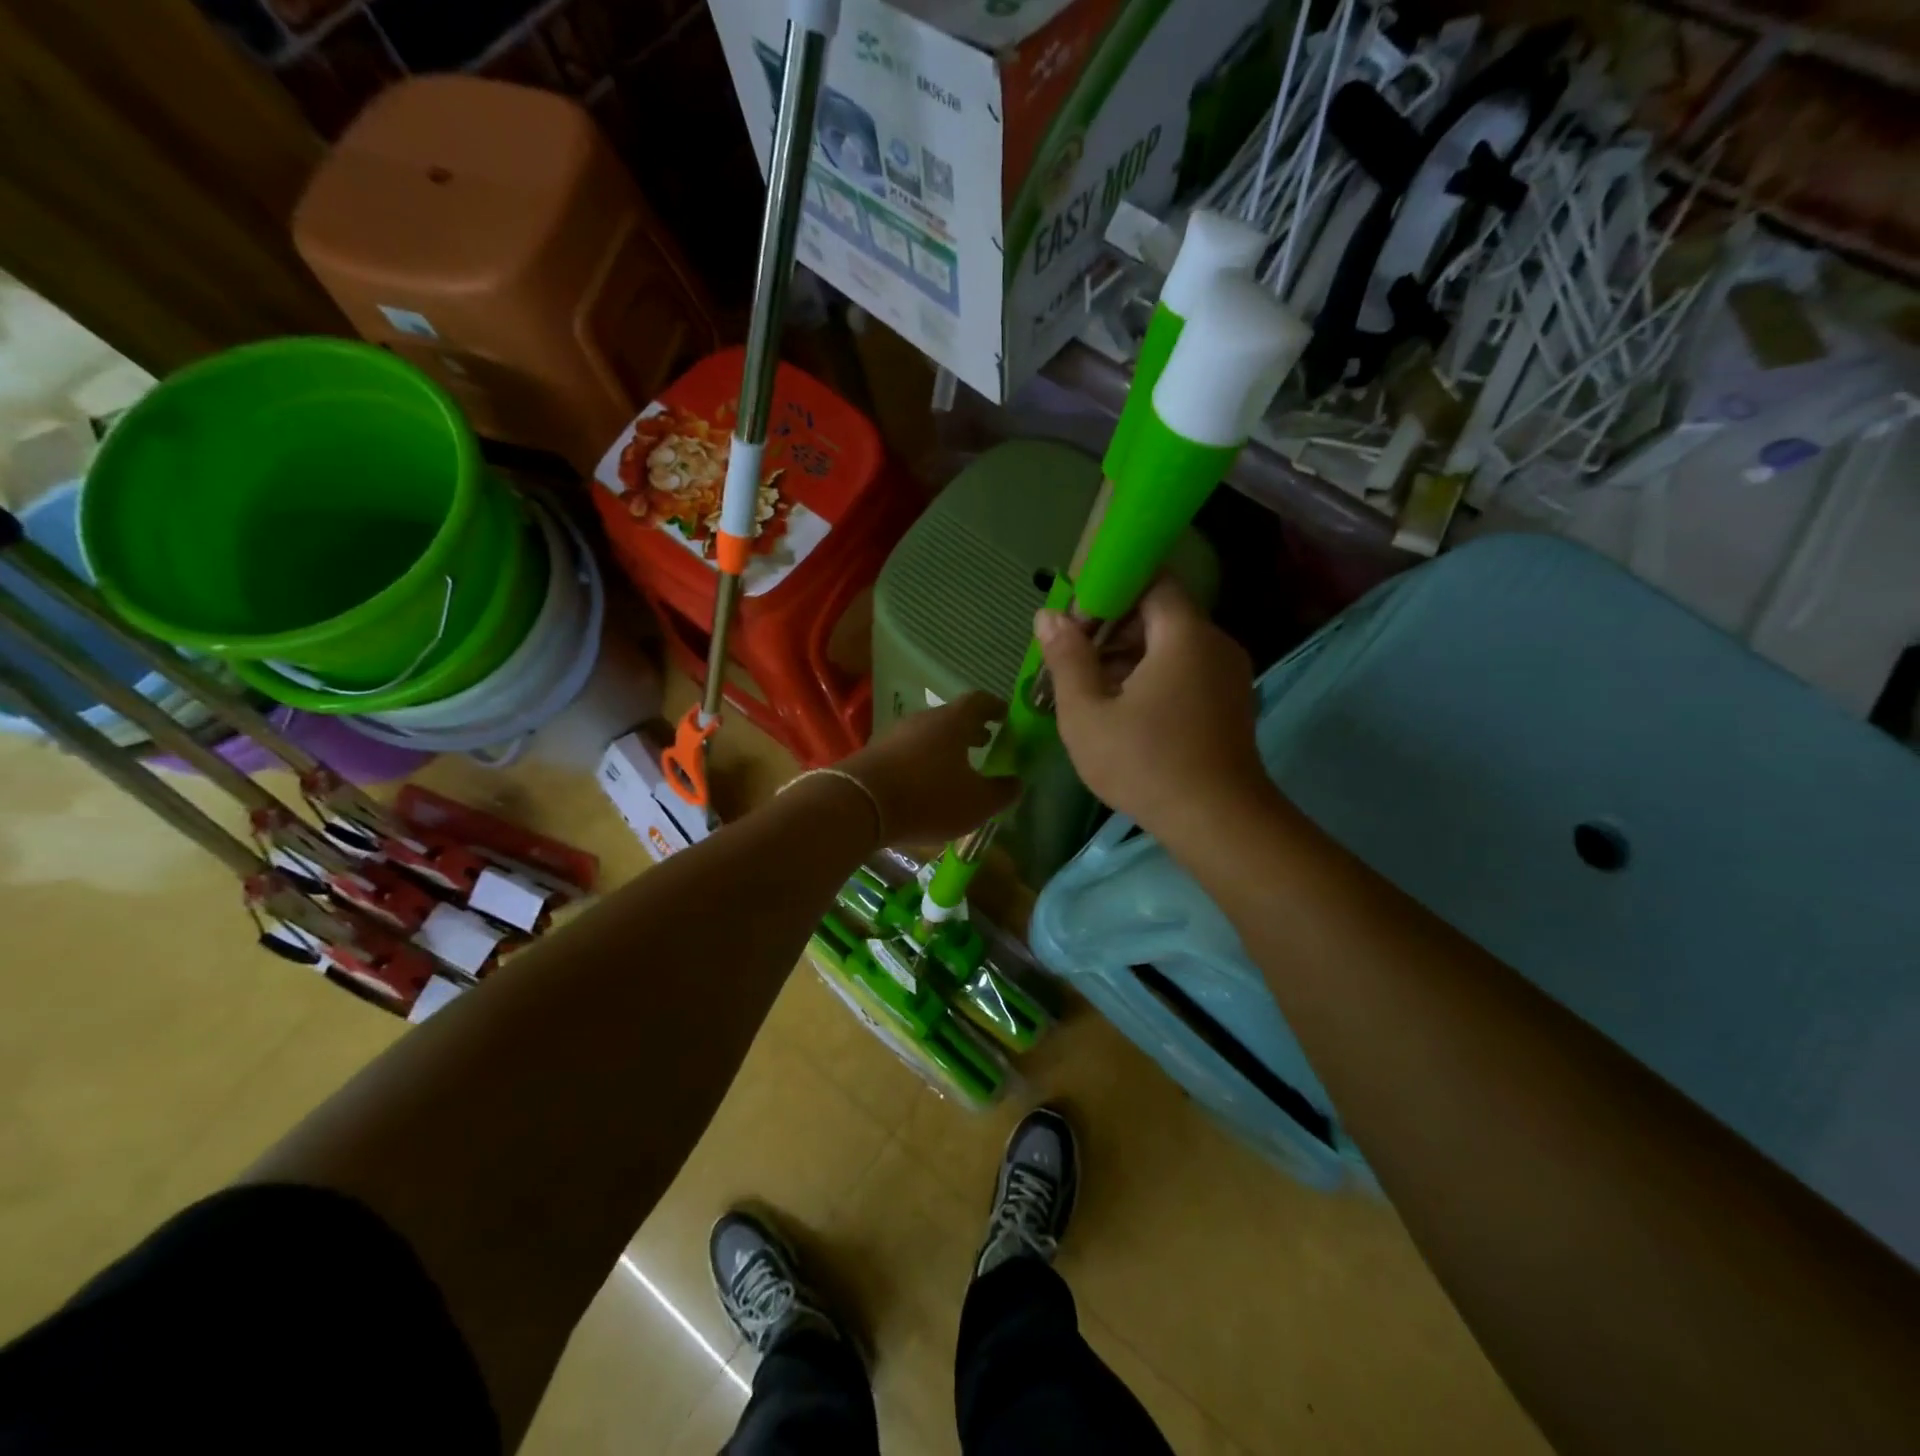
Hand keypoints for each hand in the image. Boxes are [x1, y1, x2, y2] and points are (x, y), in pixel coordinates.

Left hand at [840, 693, 1018, 847]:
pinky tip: (925, 782)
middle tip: (985, 742)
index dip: (996, 707)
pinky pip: (907, 750)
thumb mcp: (976, 803)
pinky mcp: (875, 753)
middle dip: (970, 729)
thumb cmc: (928, 797)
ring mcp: (895, 734)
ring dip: (945, 745)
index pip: (979, 701)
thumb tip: (1017, 782)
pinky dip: (923, 760)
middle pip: (951, 717)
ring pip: (928, 733)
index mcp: (953, 721)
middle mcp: (923, 719)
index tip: (1006, 717)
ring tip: (957, 766)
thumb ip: (1002, 792)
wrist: (858, 804)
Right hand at [1037, 578, 1271, 844]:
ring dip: (1130, 657)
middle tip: (1075, 660)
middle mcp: (1215, 643)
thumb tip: (1048, 615)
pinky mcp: (1230, 702)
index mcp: (1184, 634)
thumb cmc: (1145, 764)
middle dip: (1113, 628)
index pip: (1151, 579)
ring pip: (1172, 645)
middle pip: (1160, 613)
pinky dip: (1154, 677)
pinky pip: (1187, 670)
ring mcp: (1228, 674)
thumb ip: (1066, 658)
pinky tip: (1124, 711)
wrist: (1218, 822)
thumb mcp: (1087, 713)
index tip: (1076, 621)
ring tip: (1091, 690)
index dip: (1109, 590)